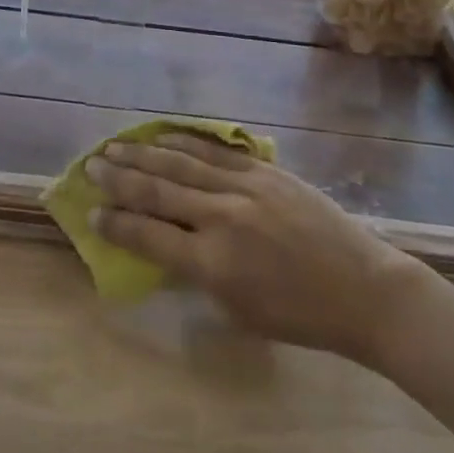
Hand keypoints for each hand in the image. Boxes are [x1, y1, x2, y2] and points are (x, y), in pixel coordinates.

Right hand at [87, 134, 427, 362]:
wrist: (362, 289)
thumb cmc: (300, 316)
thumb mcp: (238, 310)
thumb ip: (198, 274)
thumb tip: (165, 245)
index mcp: (213, 264)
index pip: (150, 236)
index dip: (117, 224)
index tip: (91, 211)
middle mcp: (222, 217)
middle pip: (159, 191)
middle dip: (120, 178)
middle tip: (91, 164)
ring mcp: (244, 187)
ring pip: (182, 164)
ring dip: (144, 154)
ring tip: (115, 145)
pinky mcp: (264, 169)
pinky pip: (215, 152)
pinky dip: (185, 143)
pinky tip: (163, 136)